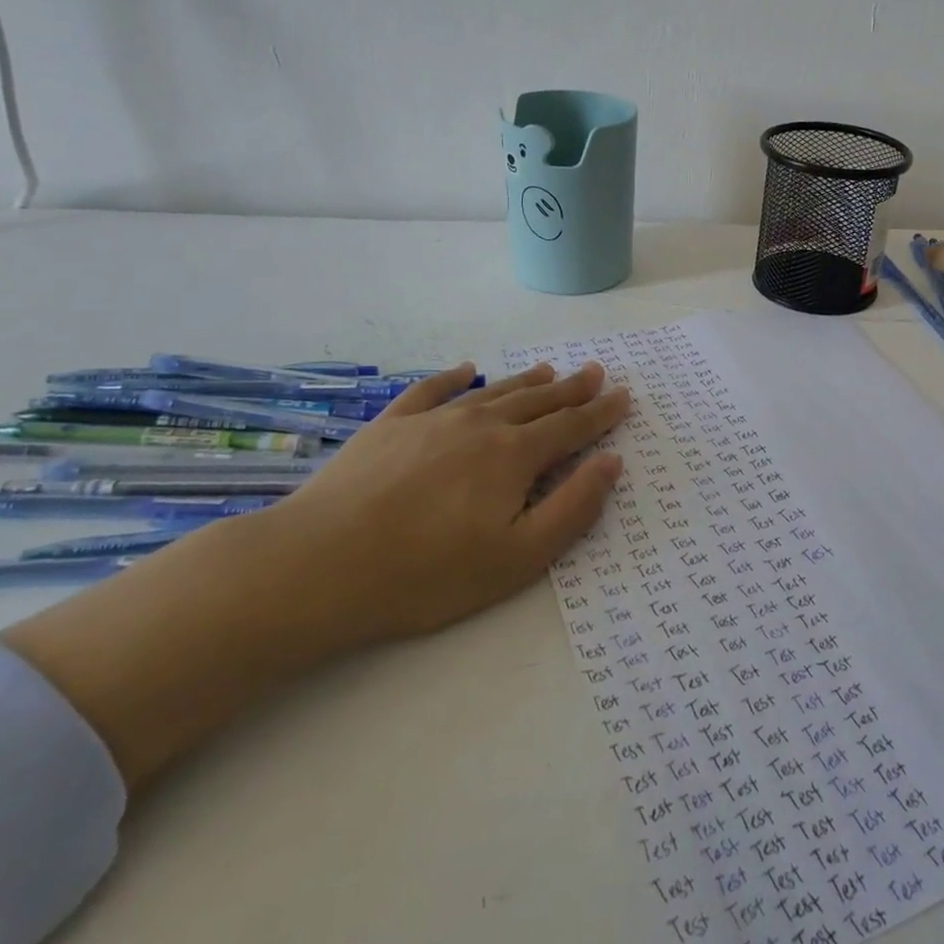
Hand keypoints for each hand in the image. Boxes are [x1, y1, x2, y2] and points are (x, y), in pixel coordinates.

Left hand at [1, 359, 630, 794]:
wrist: (319, 564)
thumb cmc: (428, 573)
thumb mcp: (518, 558)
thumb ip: (572, 508)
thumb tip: (610, 462)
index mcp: (515, 456)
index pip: (571, 427)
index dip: (602, 412)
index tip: (624, 395)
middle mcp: (480, 425)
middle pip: (537, 401)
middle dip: (571, 389)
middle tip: (595, 371)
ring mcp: (432, 420)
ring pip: (493, 392)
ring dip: (525, 381)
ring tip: (549, 370)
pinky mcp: (390, 425)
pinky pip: (432, 389)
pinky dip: (456, 377)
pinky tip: (467, 370)